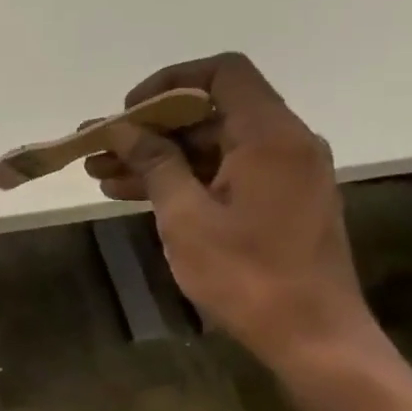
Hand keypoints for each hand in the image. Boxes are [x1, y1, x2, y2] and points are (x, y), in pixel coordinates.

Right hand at [85, 54, 377, 365]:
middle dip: (149, 129)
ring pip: (209, 147)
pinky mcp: (276, 202)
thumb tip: (124, 130)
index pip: (223, 73)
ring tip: (100, 175)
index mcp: (270, 137)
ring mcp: (282, 175)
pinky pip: (221, 174)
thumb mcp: (186, 217)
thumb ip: (155, 164)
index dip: (170, 81)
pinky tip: (131, 194)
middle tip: (99, 149)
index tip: (129, 112)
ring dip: (156, 157)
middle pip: (210, 112)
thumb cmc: (247, 274)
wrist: (312, 337)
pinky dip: (179, 179)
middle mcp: (283, 144)